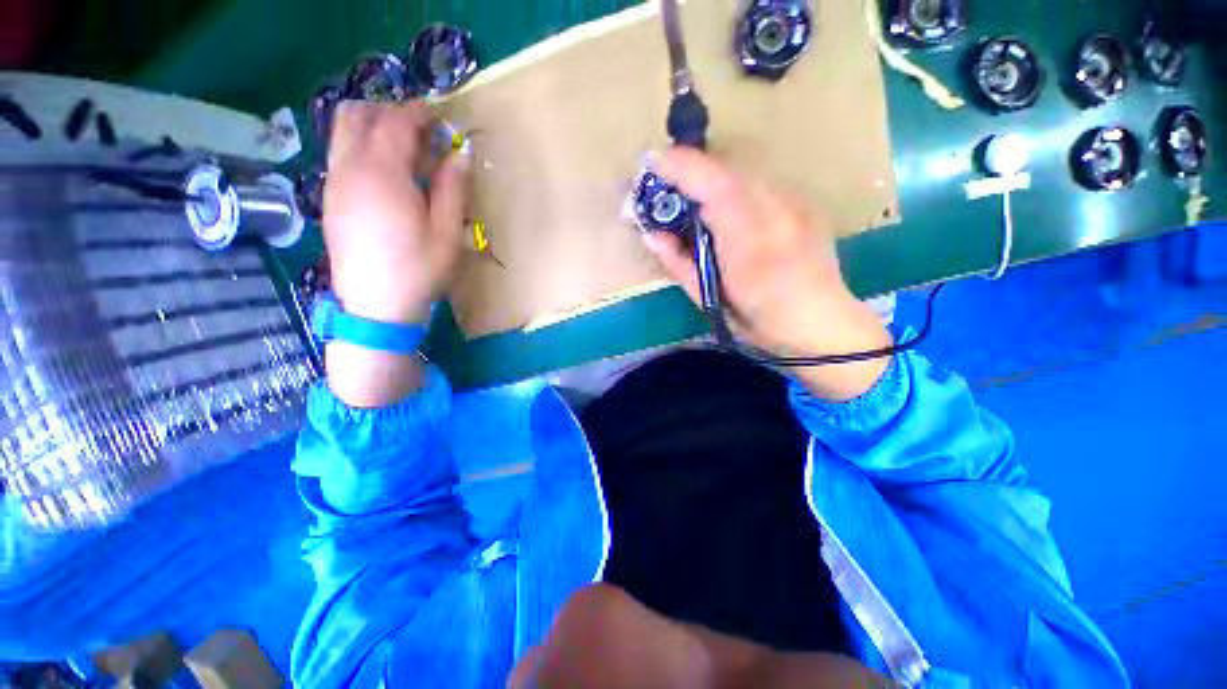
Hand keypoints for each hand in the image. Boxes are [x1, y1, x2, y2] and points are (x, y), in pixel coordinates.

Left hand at [321, 101, 468, 407]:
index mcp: (382, 173)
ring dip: (372, 129)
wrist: (376, 307)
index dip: (419, 111)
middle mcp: (349, 169)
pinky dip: (362, 150)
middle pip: (357, 115)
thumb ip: (453, 188)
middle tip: (420, 133)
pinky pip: (340, 156)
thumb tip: (461, 153)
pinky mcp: (330, 200)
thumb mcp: (448, 232)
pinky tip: (387, 178)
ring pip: (342, 133)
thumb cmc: (419, 270)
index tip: (439, 115)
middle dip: (389, 112)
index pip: (395, 122)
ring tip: (405, 155)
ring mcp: (334, 183)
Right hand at [645, 148, 891, 400]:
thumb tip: (651, 235)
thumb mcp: (709, 300)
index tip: (651, 163)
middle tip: (666, 185)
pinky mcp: (805, 203)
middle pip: (728, 170)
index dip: (680, 167)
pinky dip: (734, 187)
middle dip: (691, 170)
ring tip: (691, 196)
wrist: (821, 324)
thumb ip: (679, 264)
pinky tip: (726, 208)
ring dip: (712, 178)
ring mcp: (797, 203)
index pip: (713, 185)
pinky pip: (760, 183)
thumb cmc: (759, 322)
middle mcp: (778, 212)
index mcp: (749, 243)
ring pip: (744, 172)